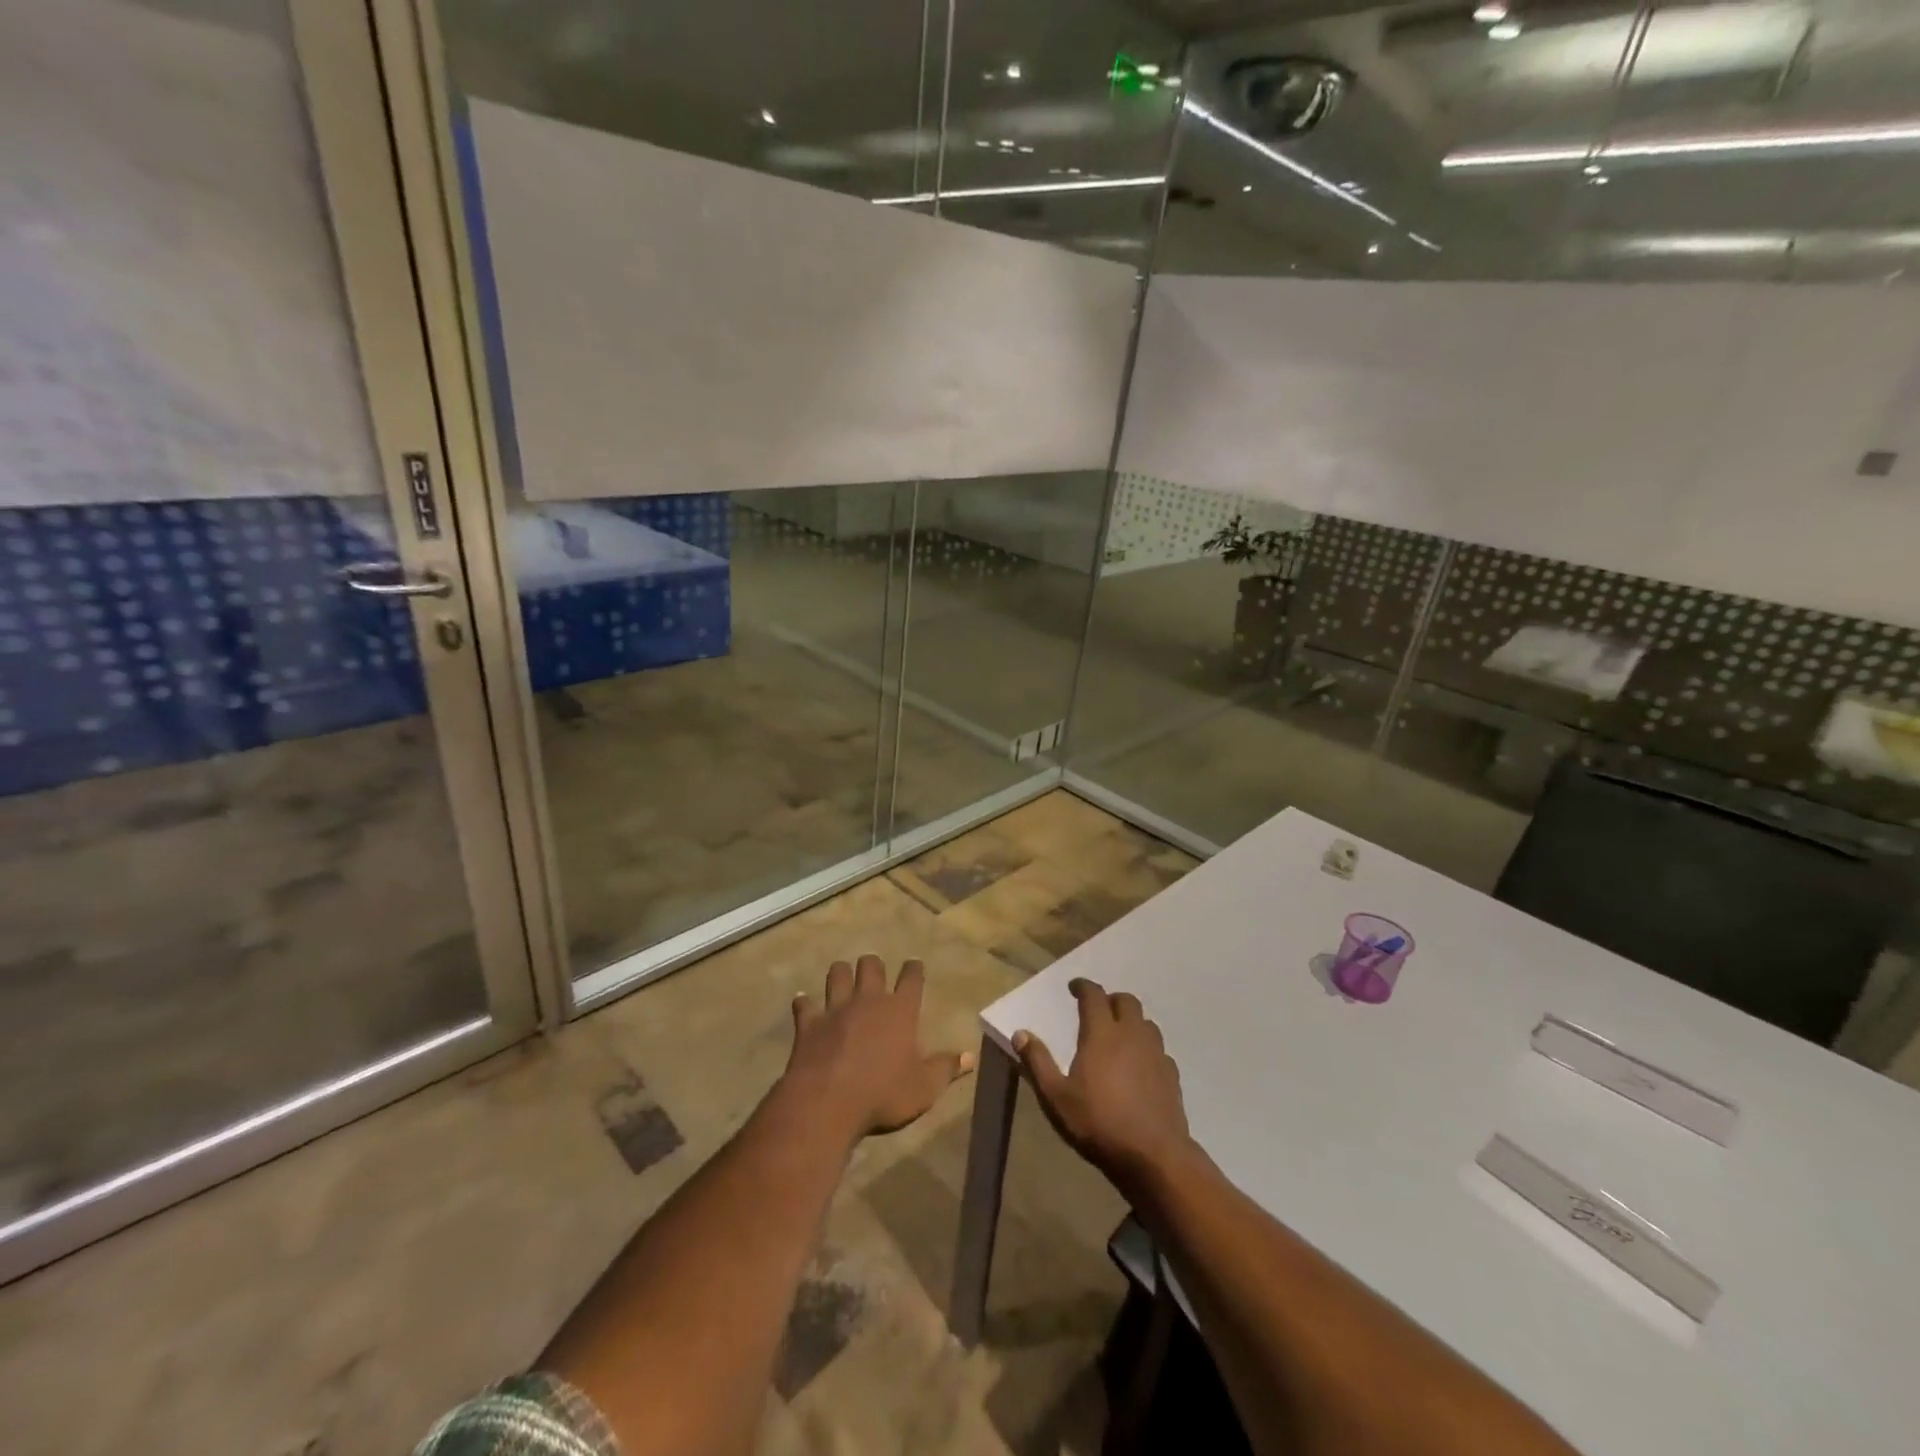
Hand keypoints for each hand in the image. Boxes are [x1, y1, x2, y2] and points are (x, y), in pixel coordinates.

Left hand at [785, 956, 973, 1138]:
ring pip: (838, 974)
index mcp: (900, 1010)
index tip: (914, 965)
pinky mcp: (809, 1024)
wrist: (828, 1103)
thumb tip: (971, 1057)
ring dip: (841, 974)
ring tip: (843, 977)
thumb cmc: (883, 1094)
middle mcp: (869, 1000)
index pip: (911, 979)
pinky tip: (803, 1003)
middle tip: (875, 971)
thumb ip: (946, 1069)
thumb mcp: (924, 1088)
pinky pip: (805, 1005)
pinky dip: (804, 1003)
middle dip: (874, 965)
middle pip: (871, 966)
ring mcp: (836, 1009)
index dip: (914, 969)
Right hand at [1015, 979, 1196, 1199]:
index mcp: (1102, 1034)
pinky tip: (1140, 1065)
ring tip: (1118, 1035)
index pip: (1094, 995)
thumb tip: (1020, 1033)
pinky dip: (1147, 1047)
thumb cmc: (1098, 1123)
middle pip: (1126, 1001)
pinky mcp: (1171, 1074)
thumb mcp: (1056, 1097)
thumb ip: (1037, 1062)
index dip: (1083, 986)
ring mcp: (1156, 1053)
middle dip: (1110, 999)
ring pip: (1146, 1022)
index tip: (1074, 987)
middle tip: (1097, 1010)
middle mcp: (1131, 1034)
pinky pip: (1159, 1049)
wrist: (1153, 1156)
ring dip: (1131, 1021)